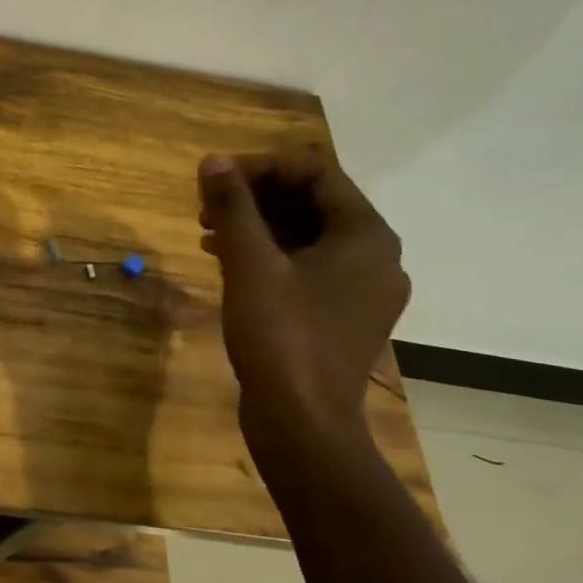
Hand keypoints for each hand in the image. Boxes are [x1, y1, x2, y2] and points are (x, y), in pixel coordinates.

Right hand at [199, 151, 408, 444]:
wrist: (303, 422)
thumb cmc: (280, 335)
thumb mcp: (249, 264)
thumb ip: (233, 208)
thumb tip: (214, 160)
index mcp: (365, 235)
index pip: (316, 173)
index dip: (261, 168)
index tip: (214, 181)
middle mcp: (376, 256)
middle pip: (314, 202)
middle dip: (256, 197)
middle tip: (206, 207)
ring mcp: (363, 290)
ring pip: (308, 236)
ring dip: (258, 226)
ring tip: (208, 233)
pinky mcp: (343, 316)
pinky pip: (308, 267)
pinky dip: (270, 256)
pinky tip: (228, 263)